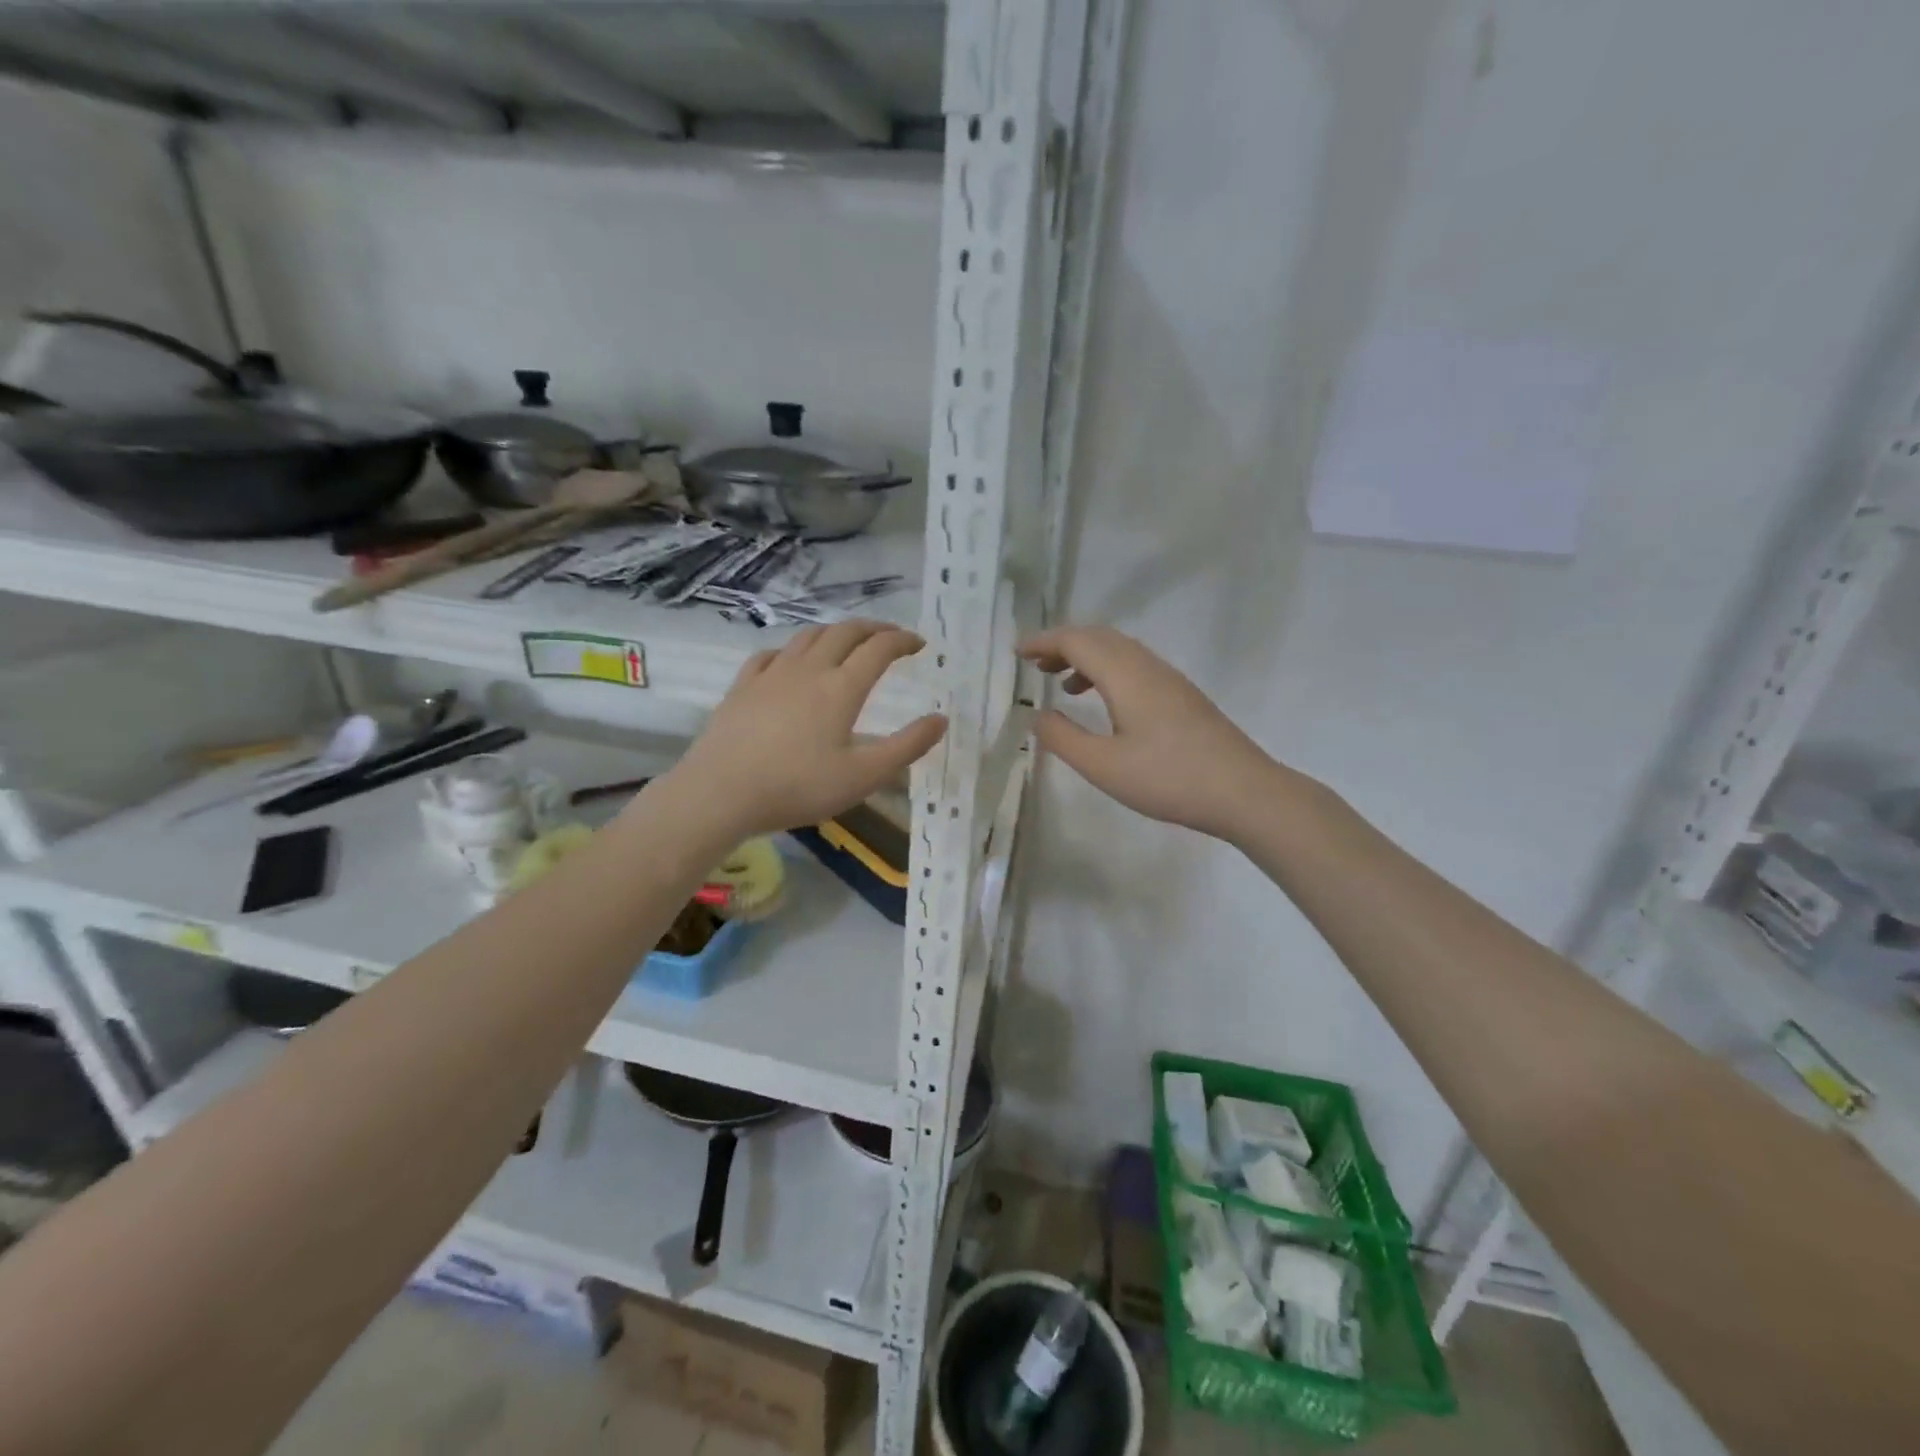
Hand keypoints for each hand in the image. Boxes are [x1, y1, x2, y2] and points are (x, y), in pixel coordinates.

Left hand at [673, 620, 946, 836]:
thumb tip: (941, 719)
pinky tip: (791, 661)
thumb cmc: (798, 787)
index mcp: (841, 687)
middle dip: (873, 628)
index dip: (903, 640)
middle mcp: (809, 669)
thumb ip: (907, 747)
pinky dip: (792, 650)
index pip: (879, 649)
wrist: (720, 793)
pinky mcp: (743, 686)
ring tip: (847, 642)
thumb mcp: (864, 776)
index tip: (919, 644)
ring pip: (808, 636)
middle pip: (845, 632)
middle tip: (890, 637)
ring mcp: (771, 674)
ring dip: (835, 632)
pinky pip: (771, 654)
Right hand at [1019, 625, 1282, 839]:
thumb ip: (1064, 738)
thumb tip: (1038, 715)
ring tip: (1060, 682)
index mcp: (1125, 675)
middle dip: (1062, 644)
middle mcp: (1146, 666)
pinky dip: (1107, 671)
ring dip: (1086, 656)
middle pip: (1098, 637)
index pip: (1076, 641)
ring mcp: (1168, 678)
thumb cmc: (1168, 778)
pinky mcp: (1181, 695)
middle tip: (1034, 664)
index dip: (1043, 641)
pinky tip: (1103, 701)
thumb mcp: (1103, 766)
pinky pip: (1134, 665)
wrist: (1243, 791)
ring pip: (1119, 650)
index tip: (1017, 652)